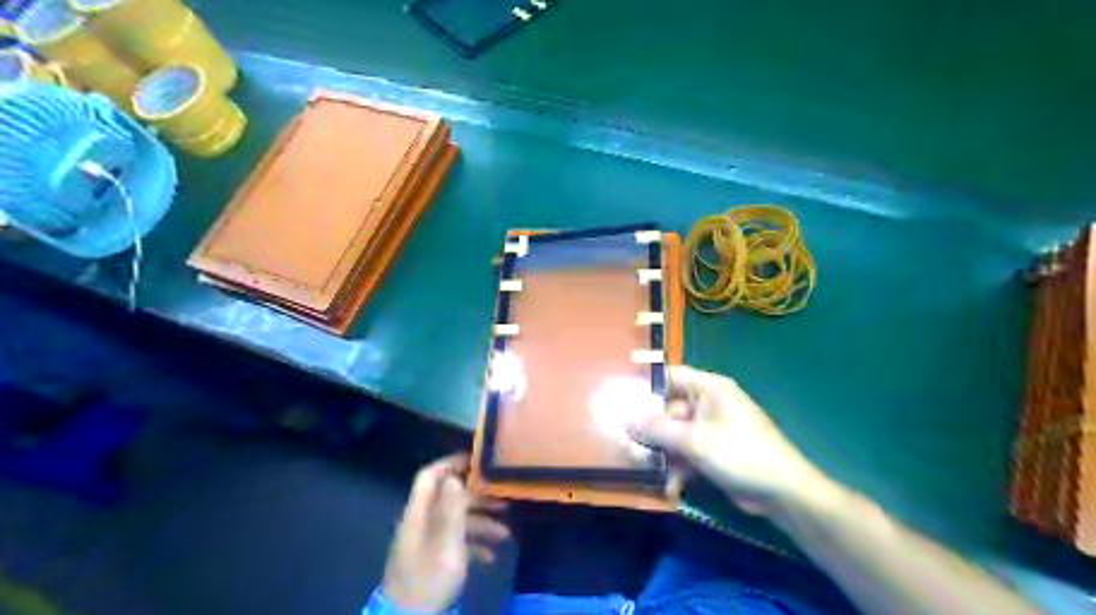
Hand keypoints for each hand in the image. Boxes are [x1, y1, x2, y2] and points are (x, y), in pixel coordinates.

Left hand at [381, 454, 509, 611]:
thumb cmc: (429, 578)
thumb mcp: (446, 543)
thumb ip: (451, 509)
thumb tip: (454, 476)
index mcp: (418, 514)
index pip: (429, 476)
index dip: (450, 463)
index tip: (477, 460)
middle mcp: (421, 523)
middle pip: (448, 498)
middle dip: (477, 496)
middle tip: (503, 497)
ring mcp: (426, 542)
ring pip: (456, 521)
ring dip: (481, 523)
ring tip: (505, 533)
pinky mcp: (432, 560)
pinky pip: (455, 542)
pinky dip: (474, 545)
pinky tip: (491, 556)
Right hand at [635, 366, 831, 517]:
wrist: (782, 493)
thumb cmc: (740, 453)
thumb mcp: (694, 441)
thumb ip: (656, 429)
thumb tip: (623, 417)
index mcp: (709, 388)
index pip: (671, 376)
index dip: (646, 385)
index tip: (620, 398)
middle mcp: (708, 404)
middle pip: (668, 409)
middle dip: (650, 429)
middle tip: (627, 443)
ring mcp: (710, 429)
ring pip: (675, 433)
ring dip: (662, 453)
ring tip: (645, 469)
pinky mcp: (712, 451)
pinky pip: (686, 451)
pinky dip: (678, 466)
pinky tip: (671, 486)